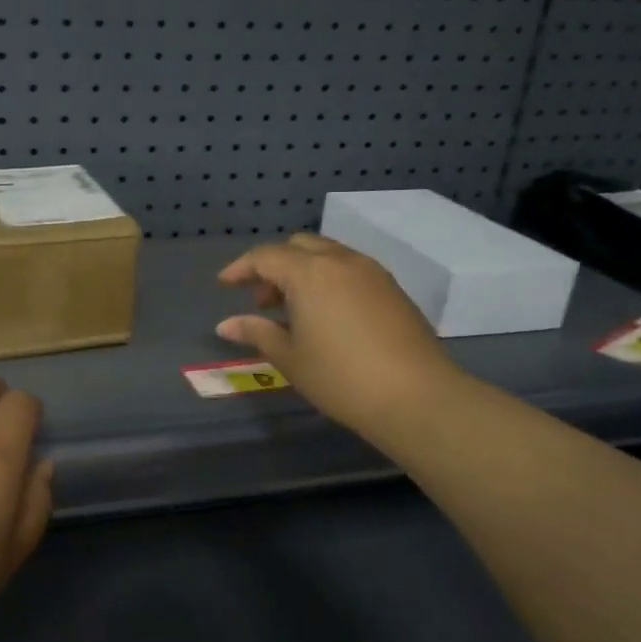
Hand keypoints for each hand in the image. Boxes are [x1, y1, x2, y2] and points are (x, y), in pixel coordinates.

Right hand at [217, 233, 461, 444]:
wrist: (416, 395)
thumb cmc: (340, 378)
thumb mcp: (290, 358)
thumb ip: (257, 333)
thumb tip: (226, 324)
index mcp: (309, 273)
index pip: (266, 256)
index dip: (241, 268)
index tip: (224, 285)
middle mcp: (340, 261)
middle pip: (298, 246)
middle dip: (273, 265)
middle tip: (261, 301)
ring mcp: (371, 271)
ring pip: (327, 254)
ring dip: (302, 270)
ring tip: (292, 309)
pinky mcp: (392, 287)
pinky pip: (349, 268)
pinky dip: (328, 279)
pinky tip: (326, 314)